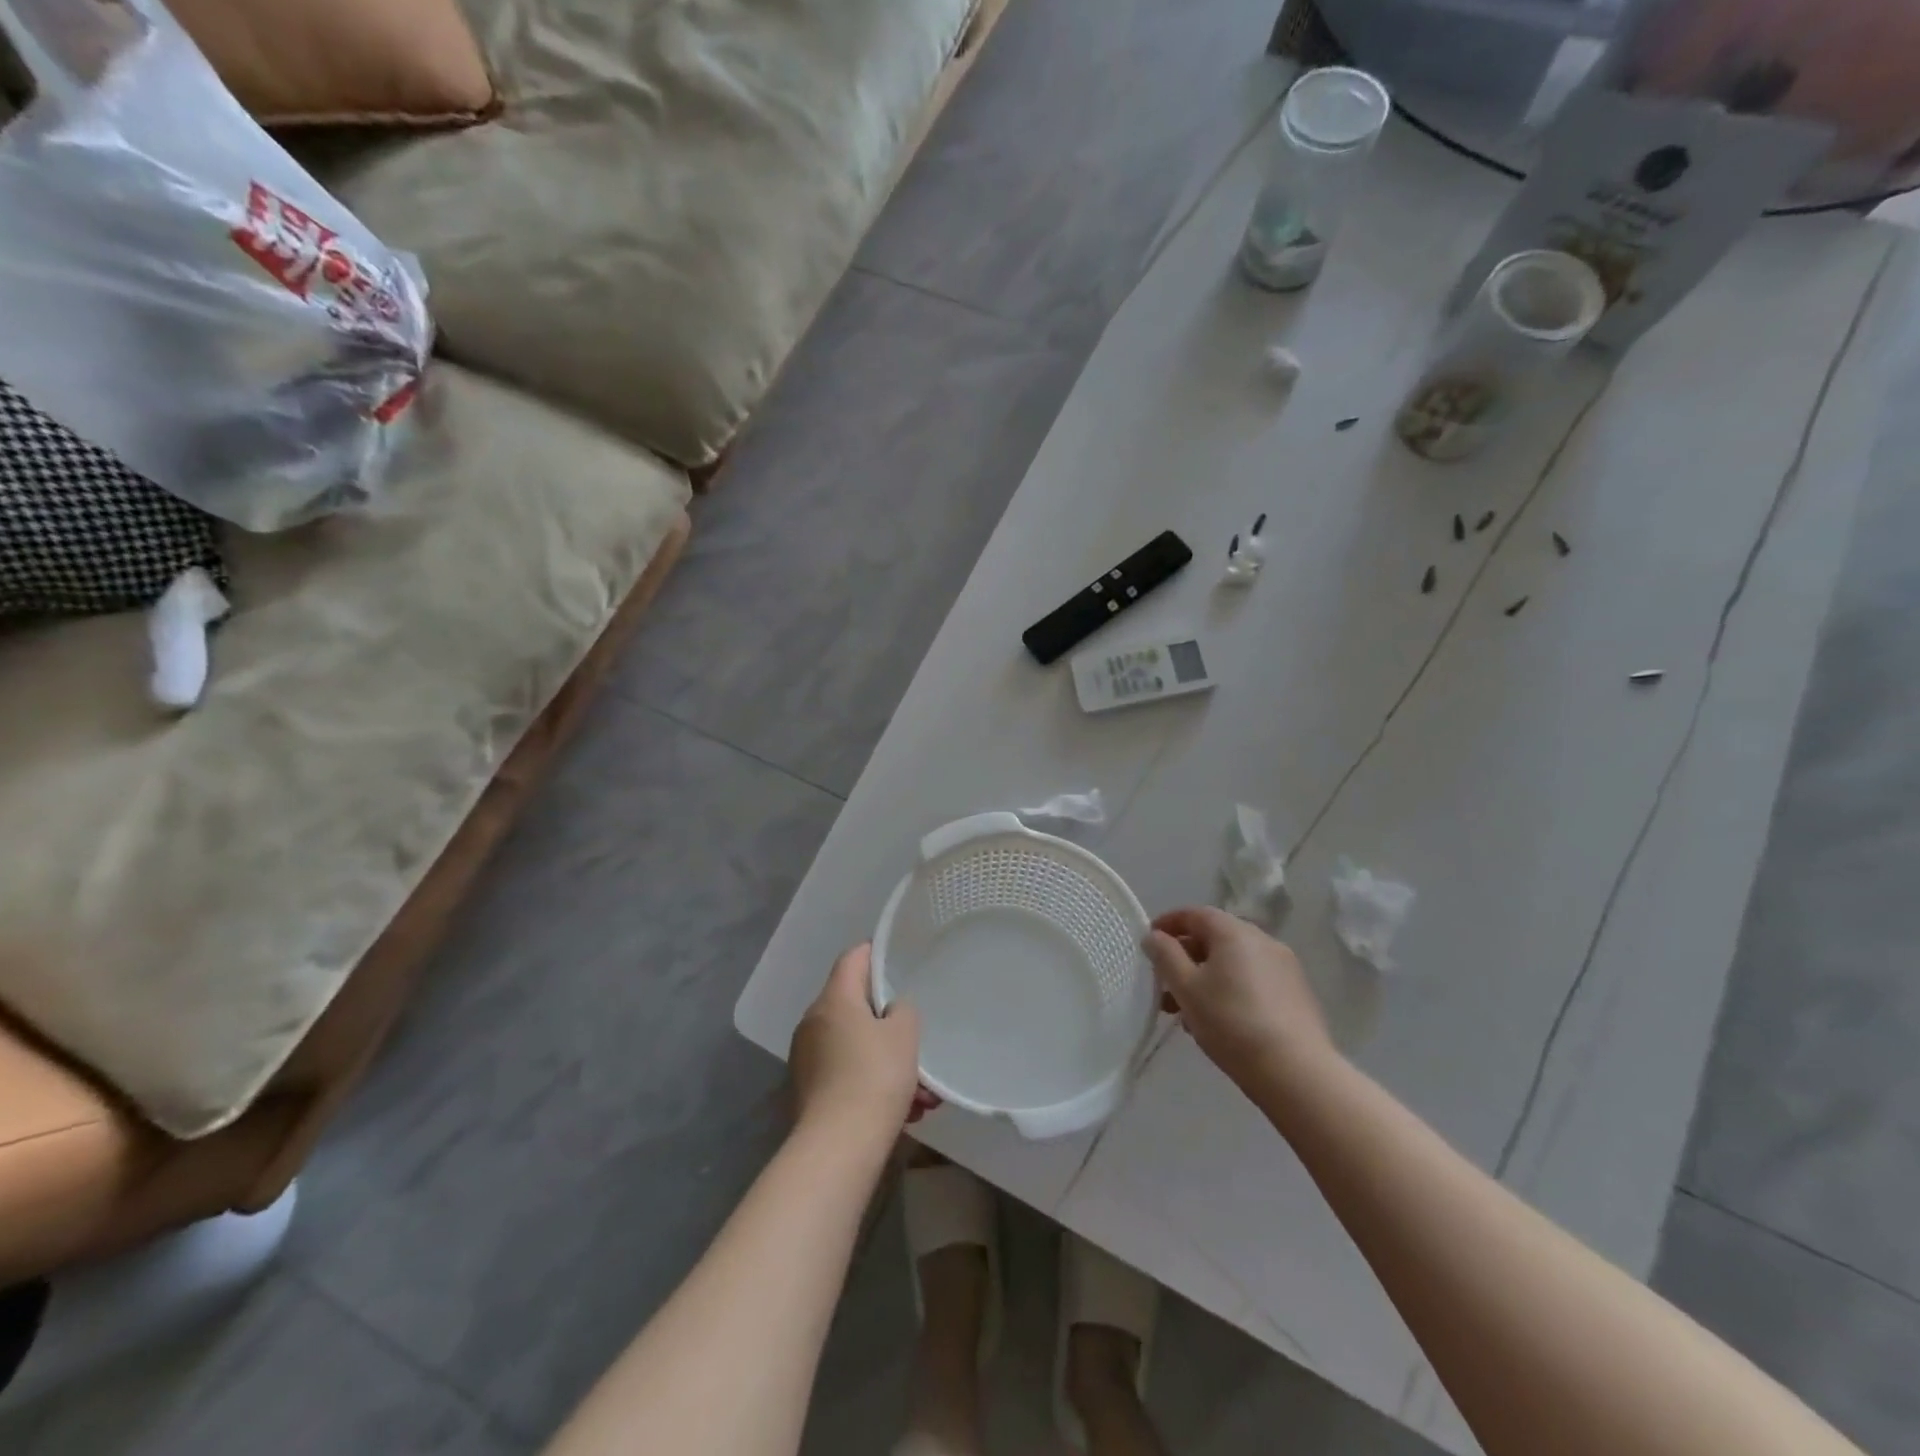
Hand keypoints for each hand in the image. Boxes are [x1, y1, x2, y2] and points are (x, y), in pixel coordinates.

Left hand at [789, 944, 924, 1137]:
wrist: (838, 1147)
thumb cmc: (874, 1077)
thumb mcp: (904, 1034)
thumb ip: (903, 1010)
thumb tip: (890, 1011)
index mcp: (834, 999)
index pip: (854, 958)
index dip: (877, 953)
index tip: (900, 959)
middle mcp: (813, 1021)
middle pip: (855, 1005)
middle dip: (890, 1023)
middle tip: (918, 1038)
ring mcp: (807, 1057)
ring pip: (855, 1045)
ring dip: (888, 1060)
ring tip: (922, 1093)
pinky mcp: (808, 1090)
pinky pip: (847, 1072)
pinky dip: (873, 1082)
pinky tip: (905, 1111)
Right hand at [1144, 908, 1334, 1092]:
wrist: (1296, 1073)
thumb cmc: (1231, 1023)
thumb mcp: (1186, 988)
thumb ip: (1165, 956)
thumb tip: (1155, 936)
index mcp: (1235, 932)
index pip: (1195, 914)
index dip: (1168, 924)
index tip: (1148, 942)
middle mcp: (1263, 940)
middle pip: (1215, 938)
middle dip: (1185, 957)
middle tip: (1164, 984)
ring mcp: (1285, 967)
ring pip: (1233, 962)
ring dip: (1205, 977)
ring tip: (1187, 1012)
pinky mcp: (1297, 994)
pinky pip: (1253, 980)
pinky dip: (1230, 989)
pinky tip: (1219, 1021)